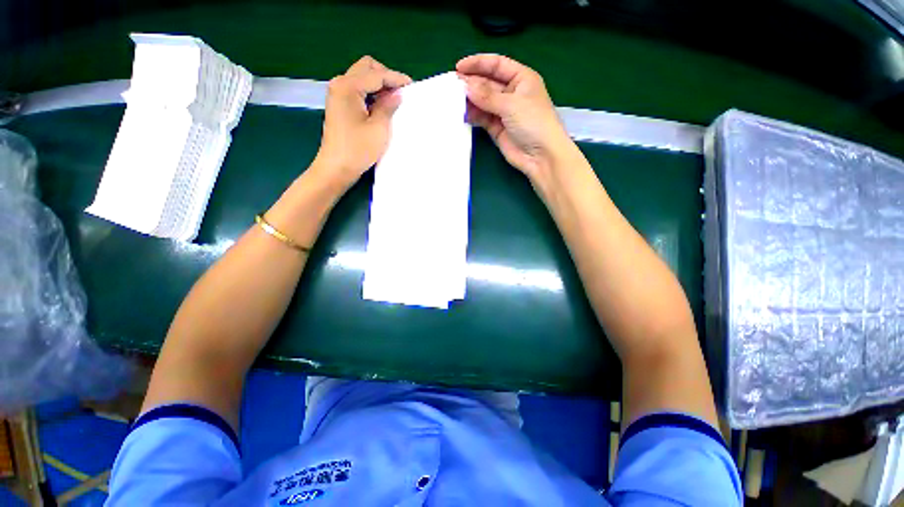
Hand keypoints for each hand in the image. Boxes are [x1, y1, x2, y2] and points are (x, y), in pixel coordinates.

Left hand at [313, 56, 411, 188]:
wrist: (336, 168)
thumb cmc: (358, 150)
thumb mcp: (379, 128)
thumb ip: (388, 106)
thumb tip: (397, 94)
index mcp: (348, 86)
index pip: (376, 75)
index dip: (395, 78)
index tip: (412, 85)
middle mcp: (340, 84)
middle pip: (366, 68)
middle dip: (385, 76)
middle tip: (400, 92)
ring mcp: (337, 93)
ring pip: (361, 77)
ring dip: (378, 84)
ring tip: (394, 99)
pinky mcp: (339, 104)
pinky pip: (357, 89)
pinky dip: (370, 92)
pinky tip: (381, 105)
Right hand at [456, 54, 575, 180]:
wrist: (540, 156)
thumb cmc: (533, 123)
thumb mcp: (511, 104)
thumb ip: (487, 96)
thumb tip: (466, 85)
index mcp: (521, 79)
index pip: (497, 65)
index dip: (478, 63)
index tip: (459, 67)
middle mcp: (512, 93)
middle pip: (488, 83)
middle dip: (472, 83)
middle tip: (453, 85)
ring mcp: (503, 112)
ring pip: (483, 101)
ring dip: (471, 100)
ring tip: (454, 100)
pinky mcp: (497, 128)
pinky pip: (482, 118)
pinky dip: (474, 116)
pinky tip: (464, 114)